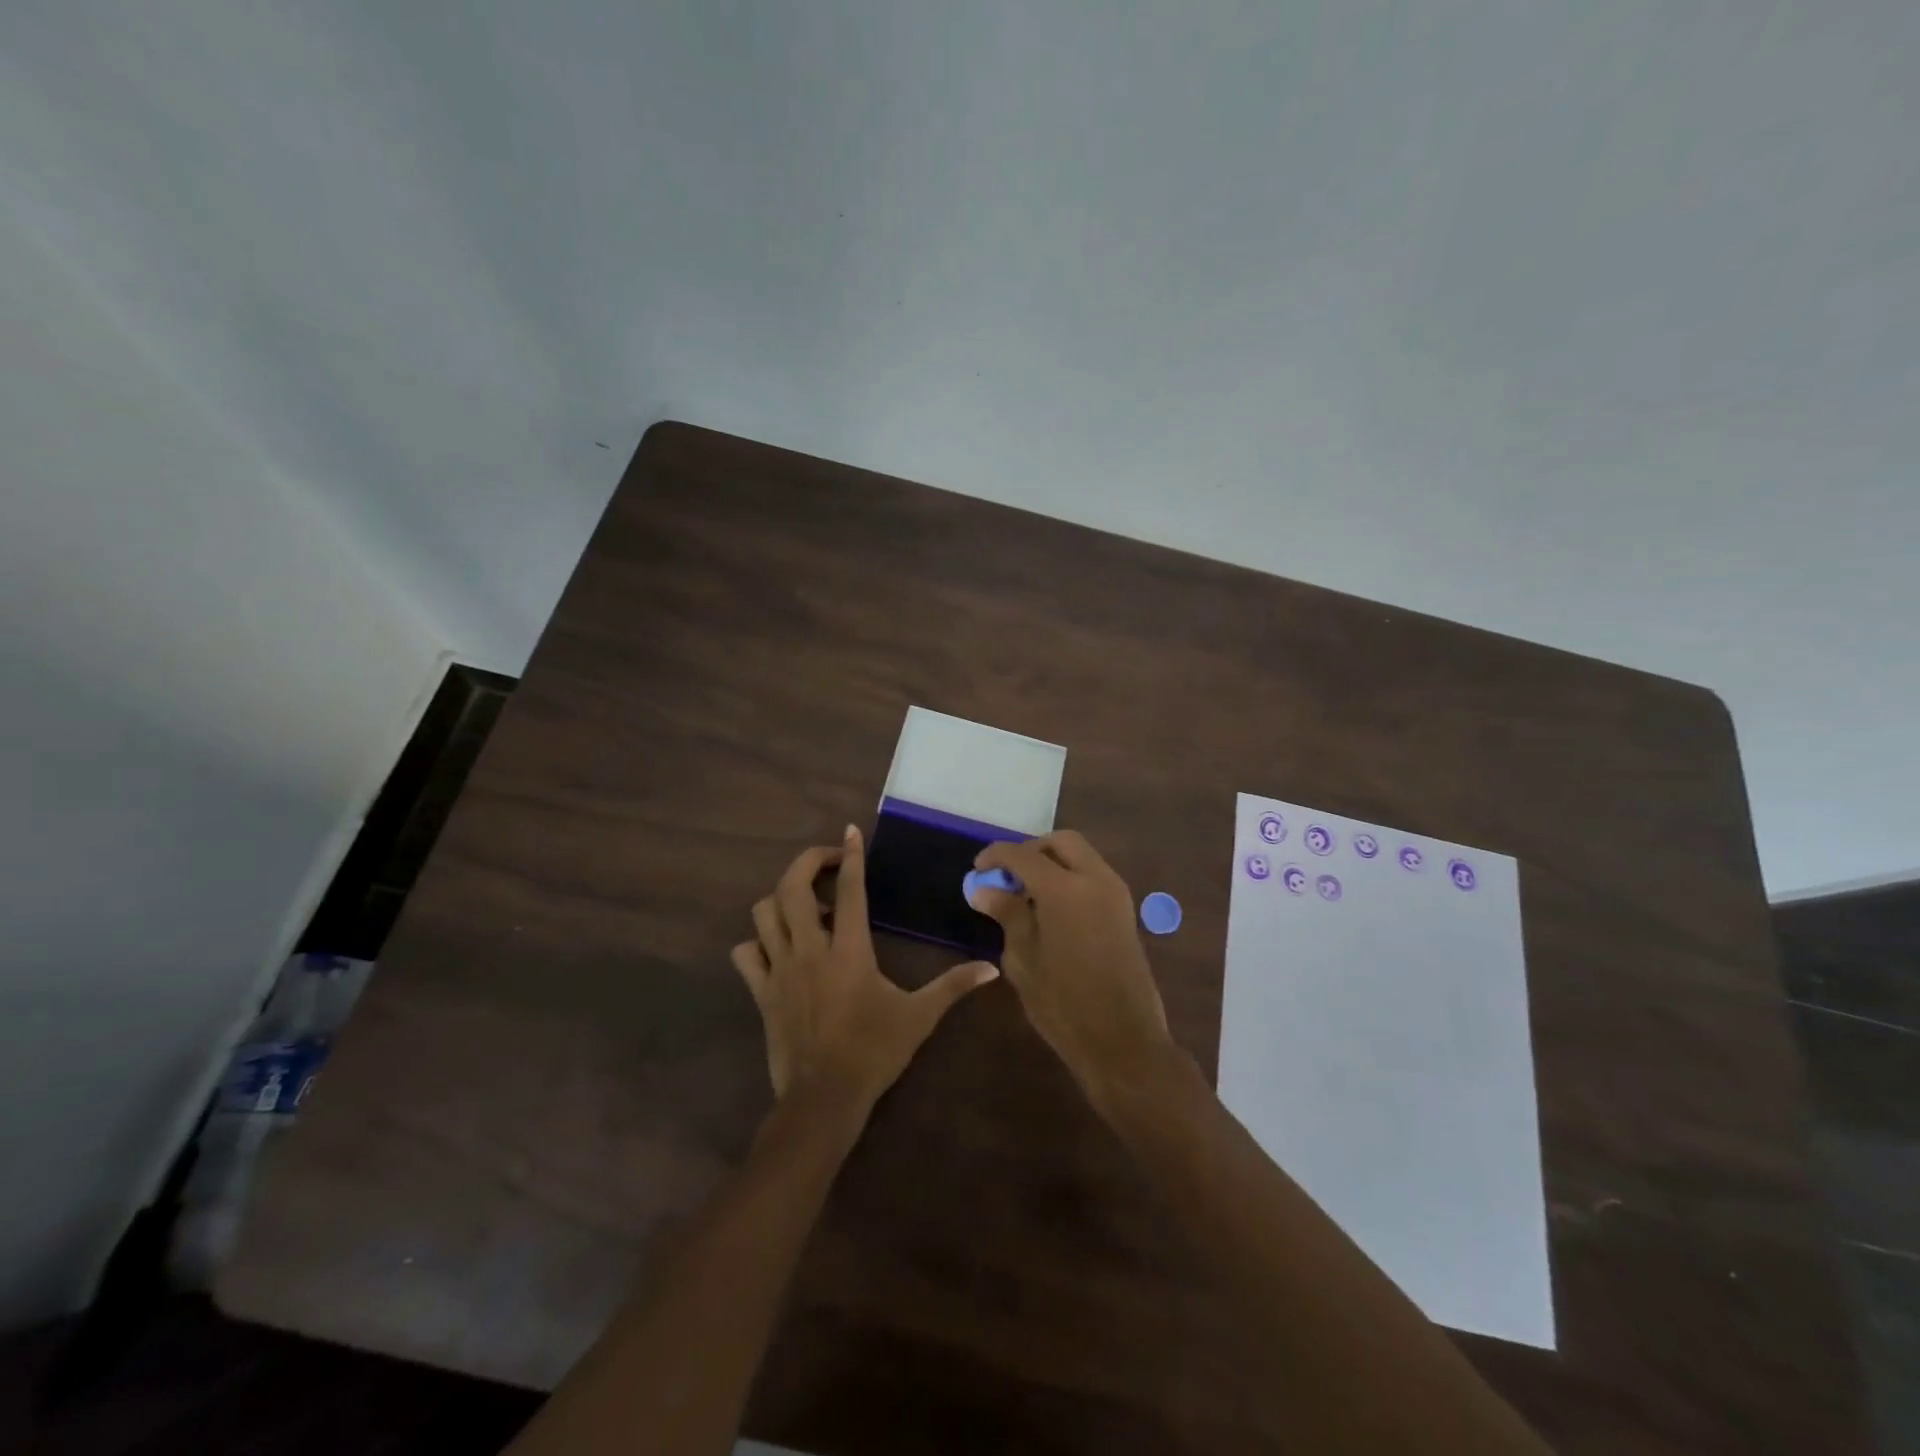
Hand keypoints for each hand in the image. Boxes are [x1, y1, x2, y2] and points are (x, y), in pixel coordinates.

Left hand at [733, 825, 998, 1111]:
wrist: (823, 1099)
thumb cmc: (873, 1052)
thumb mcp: (918, 1017)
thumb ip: (953, 987)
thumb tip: (991, 968)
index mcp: (848, 951)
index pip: (850, 890)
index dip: (851, 856)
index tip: (850, 831)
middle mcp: (809, 950)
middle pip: (793, 887)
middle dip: (808, 862)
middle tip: (829, 862)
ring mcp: (779, 969)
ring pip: (764, 913)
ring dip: (782, 899)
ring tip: (808, 906)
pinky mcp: (762, 991)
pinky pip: (746, 954)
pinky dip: (757, 942)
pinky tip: (778, 947)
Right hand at [967, 831, 1173, 1111]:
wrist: (1124, 1041)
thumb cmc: (1064, 1005)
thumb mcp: (1024, 960)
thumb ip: (1007, 914)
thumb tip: (984, 888)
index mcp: (1065, 889)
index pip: (1023, 854)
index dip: (996, 856)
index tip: (977, 869)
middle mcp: (1096, 880)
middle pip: (1061, 842)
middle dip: (1031, 850)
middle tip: (1007, 876)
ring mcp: (1116, 894)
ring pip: (1081, 856)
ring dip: (1052, 863)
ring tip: (1025, 895)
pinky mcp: (1125, 911)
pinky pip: (1093, 876)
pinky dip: (1070, 878)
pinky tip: (1050, 909)